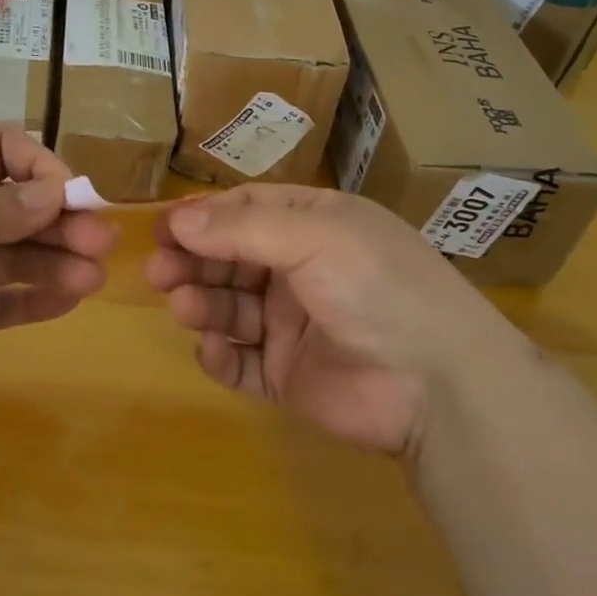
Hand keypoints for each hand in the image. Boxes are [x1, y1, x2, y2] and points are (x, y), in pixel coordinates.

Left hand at [0, 126, 119, 412]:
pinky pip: (1, 301)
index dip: (39, 164)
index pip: (1, 150)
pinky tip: (69, 298)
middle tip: (99, 239)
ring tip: (93, 274)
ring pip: (17, 254)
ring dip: (57, 260)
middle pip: (18, 206)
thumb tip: (55, 194)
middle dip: (60, 218)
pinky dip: (35, 300)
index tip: (69, 190)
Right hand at [146, 185, 493, 455]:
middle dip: (193, 260)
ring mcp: (294, 324)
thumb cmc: (376, 284)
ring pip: (230, 307)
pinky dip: (221, 356)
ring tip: (184, 306)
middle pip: (230, 258)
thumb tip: (178, 218)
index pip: (246, 211)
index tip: (163, 227)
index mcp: (314, 225)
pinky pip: (243, 362)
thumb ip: (242, 227)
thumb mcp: (313, 234)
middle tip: (158, 270)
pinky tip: (212, 350)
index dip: (203, 217)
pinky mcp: (290, 376)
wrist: (438, 385)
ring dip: (201, 303)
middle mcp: (300, 269)